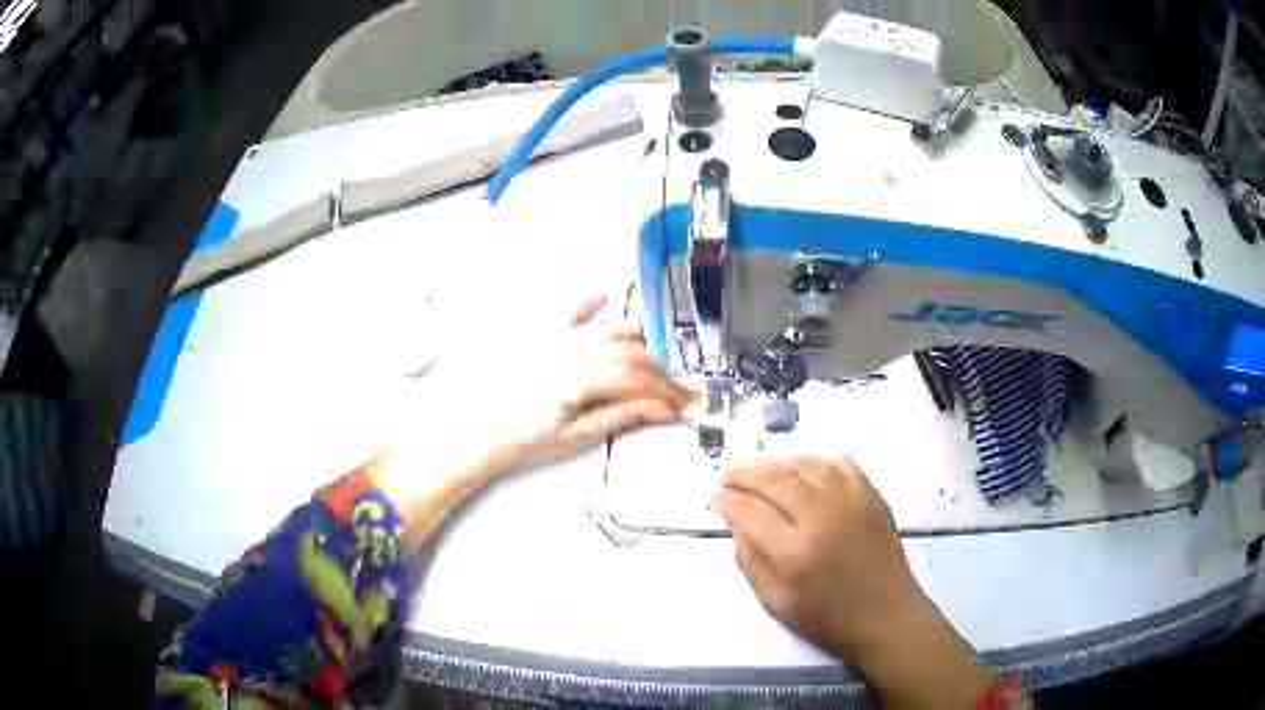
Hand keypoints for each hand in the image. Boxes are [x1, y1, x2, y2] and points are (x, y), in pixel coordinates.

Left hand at [474, 293, 698, 473]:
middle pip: (629, 353)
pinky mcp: (541, 338)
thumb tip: (663, 409)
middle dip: (662, 369)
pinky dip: (586, 301)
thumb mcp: (578, 436)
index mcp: (581, 376)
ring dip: (639, 337)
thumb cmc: (528, 440)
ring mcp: (556, 340)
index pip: (637, 379)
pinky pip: (568, 312)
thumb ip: (621, 416)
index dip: (667, 390)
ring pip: (608, 331)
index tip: (688, 400)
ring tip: (663, 347)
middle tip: (682, 385)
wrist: (483, 433)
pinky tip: (602, 295)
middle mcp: (572, 349)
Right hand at [711, 456, 920, 657]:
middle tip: (727, 474)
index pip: (748, 511)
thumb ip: (750, 562)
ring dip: (775, 462)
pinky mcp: (870, 495)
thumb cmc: (828, 619)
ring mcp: (850, 501)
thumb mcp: (776, 603)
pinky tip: (802, 469)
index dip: (725, 500)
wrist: (887, 616)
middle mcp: (821, 517)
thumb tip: (736, 524)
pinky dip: (815, 460)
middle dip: (743, 473)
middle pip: (773, 479)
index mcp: (794, 552)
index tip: (715, 498)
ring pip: (803, 464)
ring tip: (758, 469)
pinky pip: (838, 462)